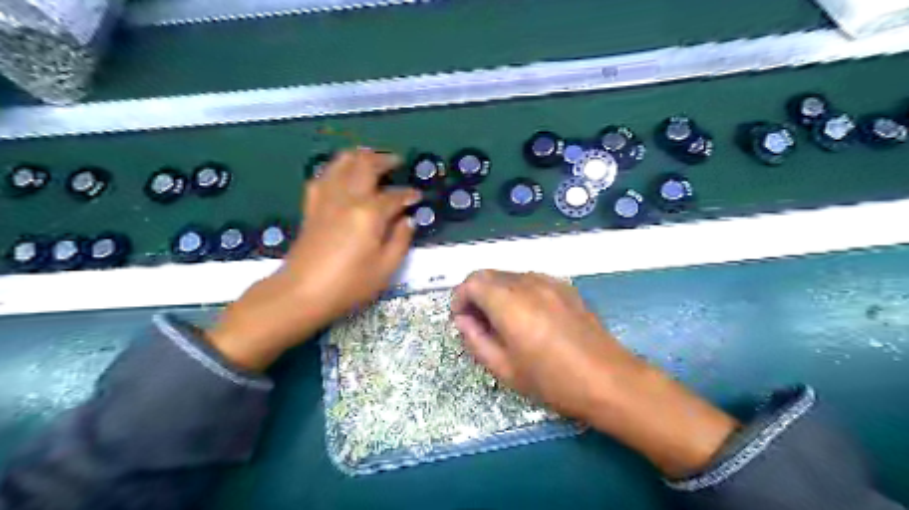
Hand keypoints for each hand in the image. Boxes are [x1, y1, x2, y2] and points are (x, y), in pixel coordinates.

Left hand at [207, 149, 420, 371]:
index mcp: (369, 213)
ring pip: (341, 163)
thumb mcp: (385, 268)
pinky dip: (335, 169)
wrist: (302, 293)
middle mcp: (347, 198)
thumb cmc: (349, 284)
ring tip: (370, 159)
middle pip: (365, 165)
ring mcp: (326, 199)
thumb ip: (401, 240)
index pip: (394, 196)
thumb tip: (407, 220)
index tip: (417, 197)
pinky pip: (323, 177)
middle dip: (383, 159)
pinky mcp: (311, 206)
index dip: (408, 195)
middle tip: (396, 161)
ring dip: (358, 156)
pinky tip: (340, 175)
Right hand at [450, 270, 732, 476]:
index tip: (462, 320)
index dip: (460, 298)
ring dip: (497, 292)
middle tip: (479, 323)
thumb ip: (475, 340)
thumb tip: (463, 321)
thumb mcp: (504, 369)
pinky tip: (529, 317)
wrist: (609, 380)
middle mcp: (528, 283)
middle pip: (489, 275)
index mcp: (509, 302)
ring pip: (510, 276)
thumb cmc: (552, 381)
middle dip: (476, 294)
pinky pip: (531, 281)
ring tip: (504, 322)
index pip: (472, 282)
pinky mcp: (566, 287)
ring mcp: (550, 282)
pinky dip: (518, 292)